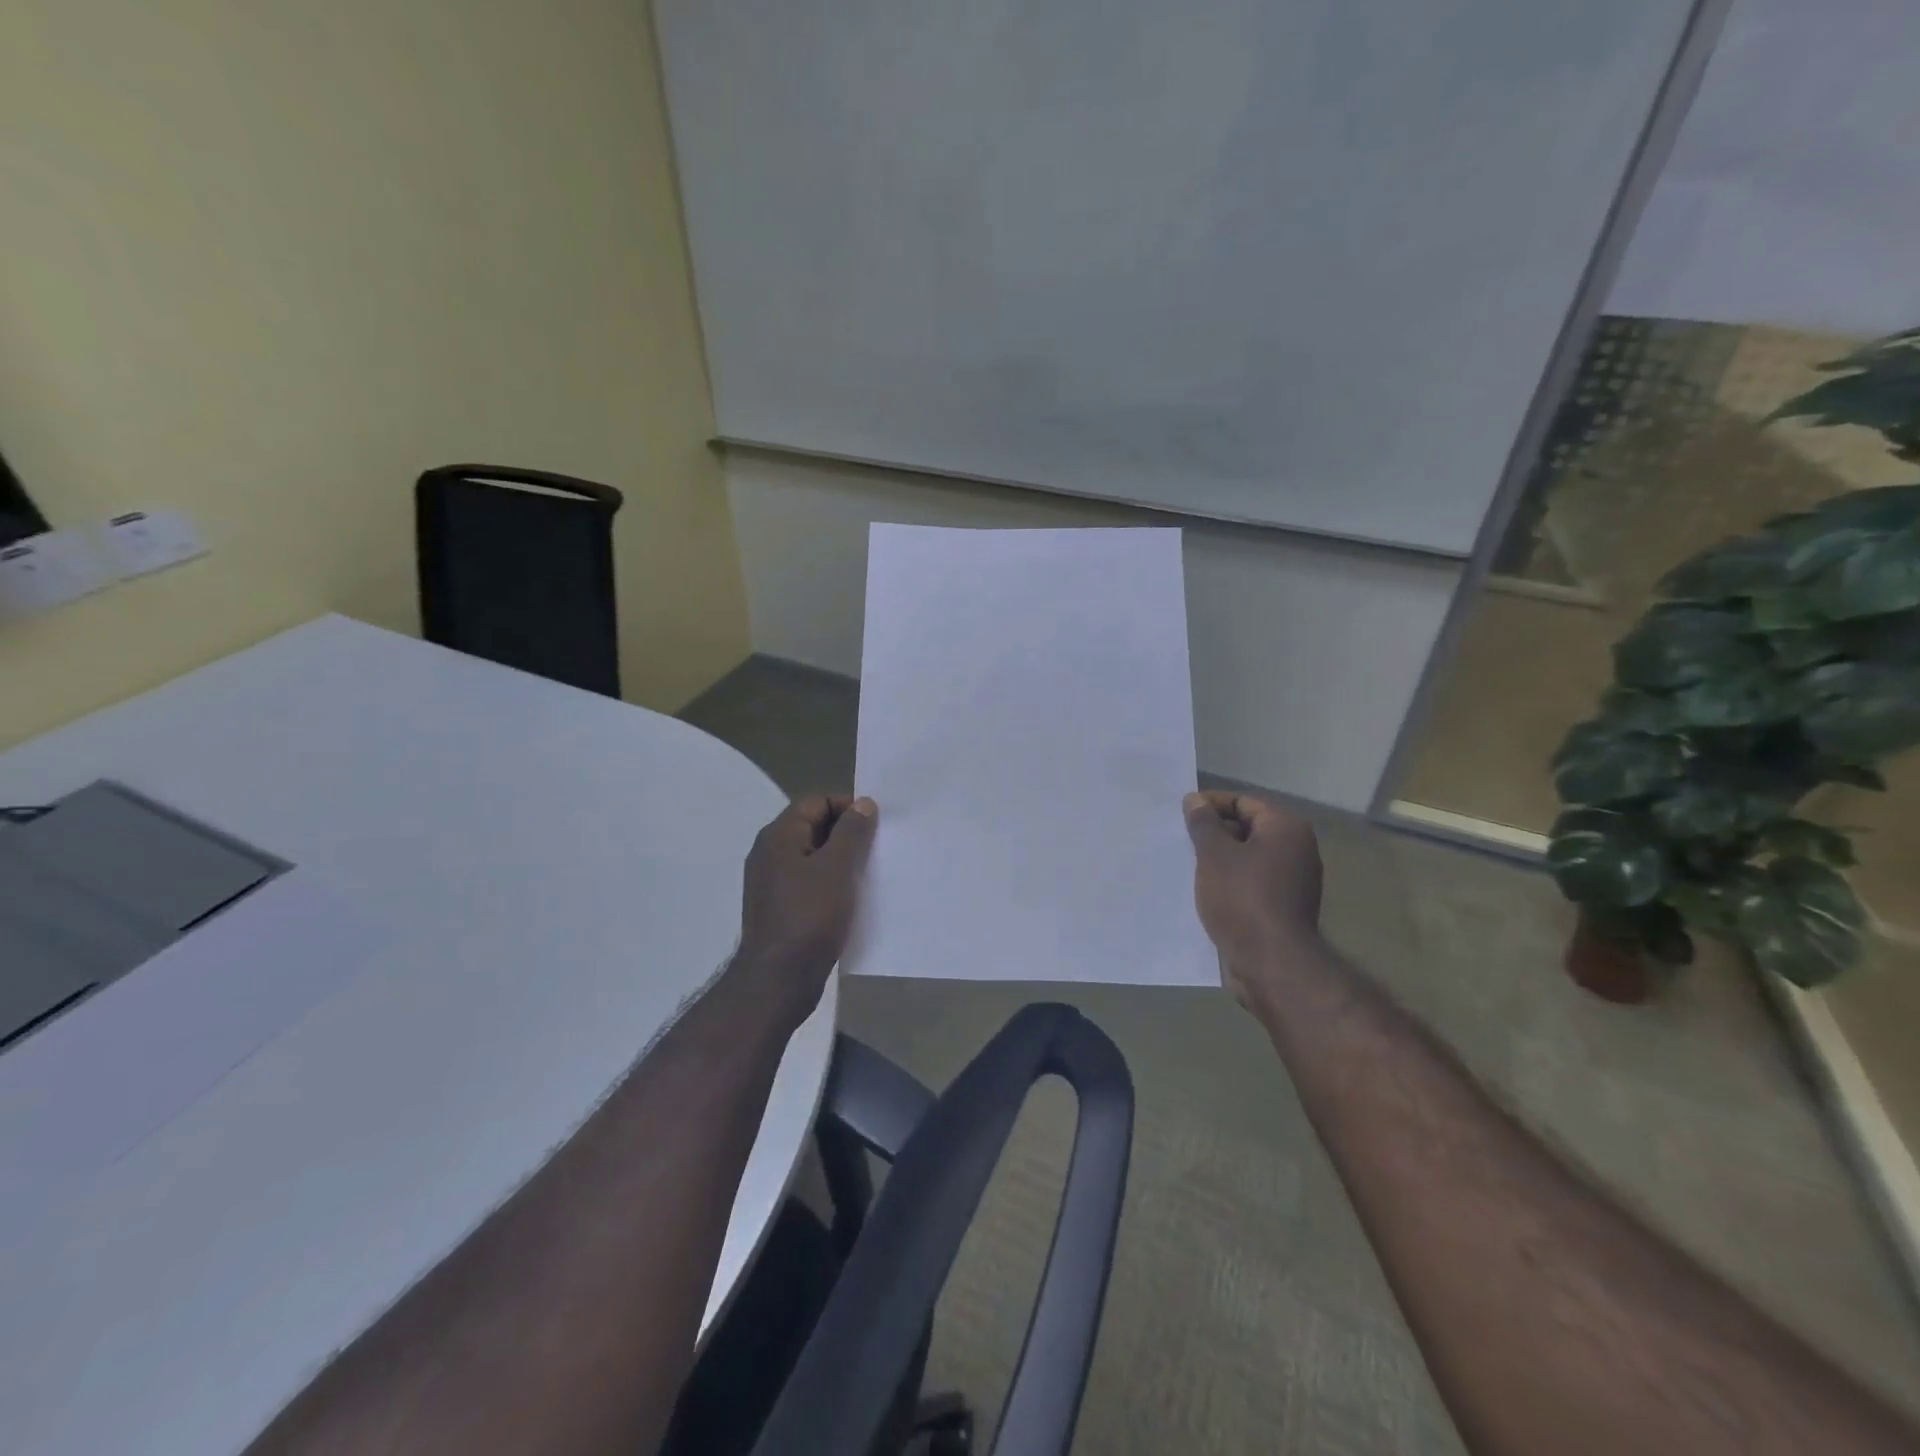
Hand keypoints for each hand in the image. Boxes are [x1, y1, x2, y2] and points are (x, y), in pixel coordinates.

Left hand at [732, 795, 877, 1029]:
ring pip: (814, 857)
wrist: (779, 980)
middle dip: (848, 833)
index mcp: (778, 836)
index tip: (877, 823)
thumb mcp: (836, 868)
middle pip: (814, 827)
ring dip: (842, 860)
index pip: (815, 802)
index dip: (847, 806)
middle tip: (879, 846)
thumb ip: (851, 832)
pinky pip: (811, 883)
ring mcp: (773, 883)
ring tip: (871, 871)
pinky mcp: (782, 908)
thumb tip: (863, 803)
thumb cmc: (809, 916)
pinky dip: (832, 883)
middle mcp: (770, 854)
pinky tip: (854, 897)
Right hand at [1183, 791, 1322, 1012]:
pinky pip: (1251, 882)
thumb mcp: (1214, 855)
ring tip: (1187, 866)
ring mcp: (1293, 880)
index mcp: (1286, 828)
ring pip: (1247, 858)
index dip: (1210, 805)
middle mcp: (1297, 849)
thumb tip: (1195, 800)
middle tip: (1181, 842)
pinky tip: (1204, 892)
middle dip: (1213, 833)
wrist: (1271, 963)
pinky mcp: (1283, 906)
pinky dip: (1229, 882)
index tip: (1181, 816)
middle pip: (1247, 828)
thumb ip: (1203, 824)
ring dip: (1218, 860)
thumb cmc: (1242, 899)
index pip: (1243, 802)